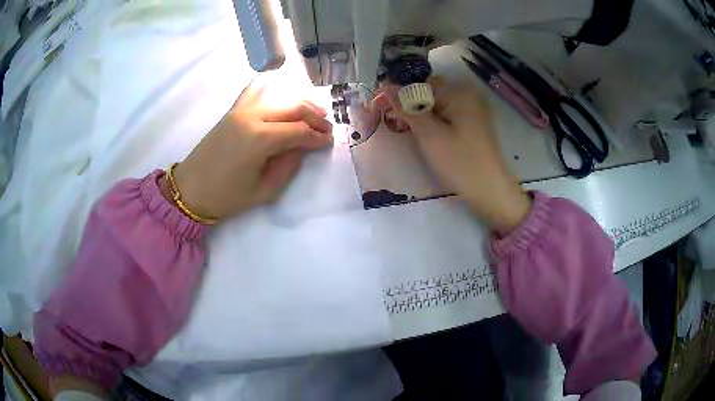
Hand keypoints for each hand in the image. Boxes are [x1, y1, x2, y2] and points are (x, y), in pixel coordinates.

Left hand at [169, 78, 332, 219]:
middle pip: (293, 109)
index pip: (299, 131)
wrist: (190, 189)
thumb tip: (302, 148)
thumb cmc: (226, 196)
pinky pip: (255, 92)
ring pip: (279, 98)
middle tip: (327, 128)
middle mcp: (253, 117)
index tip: (329, 142)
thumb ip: (288, 167)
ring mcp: (241, 111)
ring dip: (299, 104)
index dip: (318, 137)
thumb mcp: (263, 191)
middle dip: (315, 117)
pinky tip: (281, 89)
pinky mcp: (232, 111)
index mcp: (260, 140)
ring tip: (314, 113)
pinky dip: (270, 88)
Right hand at [386, 80, 530, 233]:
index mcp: (459, 92)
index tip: (382, 107)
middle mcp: (468, 94)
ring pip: (437, 104)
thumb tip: (386, 86)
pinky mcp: (474, 122)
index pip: (421, 84)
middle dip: (411, 104)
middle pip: (430, 92)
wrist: (489, 191)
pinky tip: (427, 135)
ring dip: (421, 114)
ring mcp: (473, 108)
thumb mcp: (429, 135)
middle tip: (397, 123)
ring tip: (409, 130)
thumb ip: (407, 108)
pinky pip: (448, 114)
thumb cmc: (459, 162)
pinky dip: (435, 121)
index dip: (400, 95)